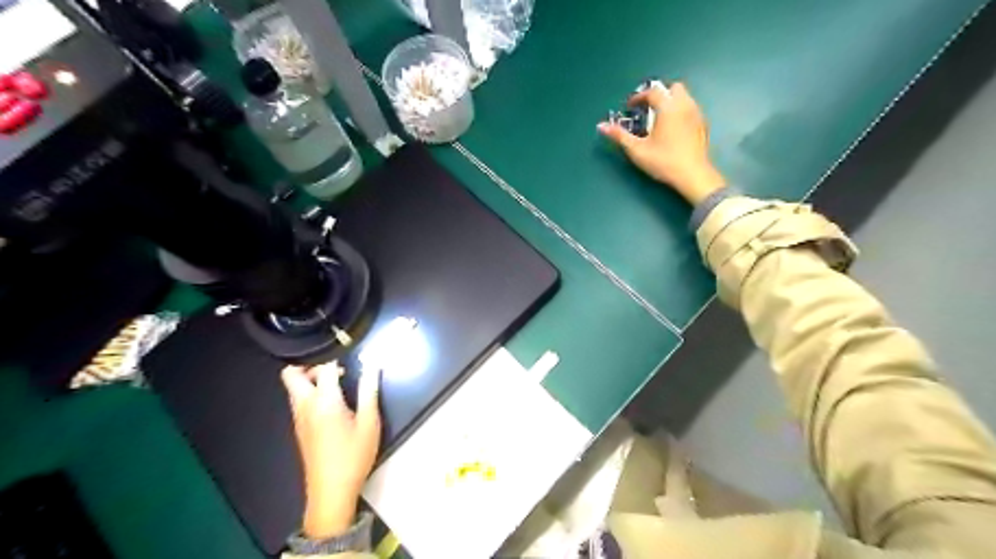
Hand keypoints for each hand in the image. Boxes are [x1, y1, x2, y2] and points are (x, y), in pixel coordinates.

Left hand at [284, 361, 384, 538]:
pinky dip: (310, 393)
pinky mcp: (299, 429)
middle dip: (310, 365)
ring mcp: (298, 418)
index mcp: (324, 401)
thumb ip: (369, 391)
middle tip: (335, 369)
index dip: (337, 359)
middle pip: (291, 374)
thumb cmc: (354, 455)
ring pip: (293, 388)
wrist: (331, 491)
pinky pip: (298, 401)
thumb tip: (372, 366)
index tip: (353, 359)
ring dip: (310, 379)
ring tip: (338, 385)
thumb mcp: (370, 422)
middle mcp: (305, 406)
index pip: (324, 368)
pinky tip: (333, 404)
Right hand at [594, 82, 728, 205]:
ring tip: (659, 119)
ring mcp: (697, 114)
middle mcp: (685, 105)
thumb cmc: (663, 161)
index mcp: (668, 108)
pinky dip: (680, 112)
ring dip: (670, 102)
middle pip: (673, 88)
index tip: (630, 107)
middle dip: (659, 94)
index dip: (638, 97)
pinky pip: (690, 109)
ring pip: (684, 97)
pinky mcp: (703, 125)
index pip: (652, 92)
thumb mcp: (637, 150)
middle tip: (647, 109)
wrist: (693, 175)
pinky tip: (672, 130)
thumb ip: (619, 135)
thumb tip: (601, 126)